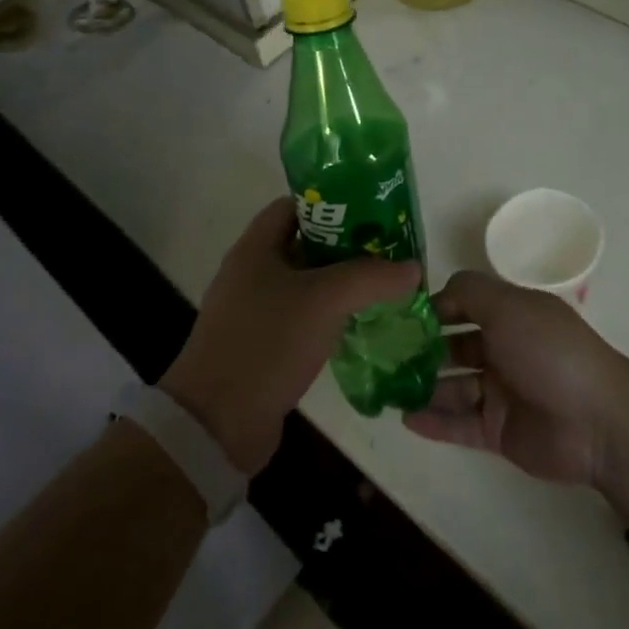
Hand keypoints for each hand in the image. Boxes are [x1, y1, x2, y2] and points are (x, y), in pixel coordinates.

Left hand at [161, 197, 419, 475]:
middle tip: (388, 250)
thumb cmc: (266, 343)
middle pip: (305, 244)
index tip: (371, 211)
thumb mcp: (324, 300)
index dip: (331, 203)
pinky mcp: (263, 346)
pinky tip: (362, 324)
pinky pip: (303, 318)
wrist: (216, 424)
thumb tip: (412, 268)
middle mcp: (252, 273)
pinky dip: (331, 316)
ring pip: (307, 284)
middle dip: (347, 245)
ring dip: (342, 283)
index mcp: (255, 248)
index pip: (293, 206)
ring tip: (384, 285)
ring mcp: (255, 312)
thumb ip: (371, 277)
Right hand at [404, 270, 628, 485]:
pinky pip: (459, 424)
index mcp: (511, 316)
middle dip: (422, 348)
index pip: (465, 305)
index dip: (436, 308)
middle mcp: (504, 350)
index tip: (399, 314)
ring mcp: (501, 392)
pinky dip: (434, 421)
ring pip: (453, 386)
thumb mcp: (508, 306)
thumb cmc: (548, 352)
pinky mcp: (498, 431)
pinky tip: (405, 417)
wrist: (595, 421)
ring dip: (423, 386)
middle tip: (383, 355)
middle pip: (455, 346)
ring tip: (387, 388)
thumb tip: (436, 292)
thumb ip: (469, 292)